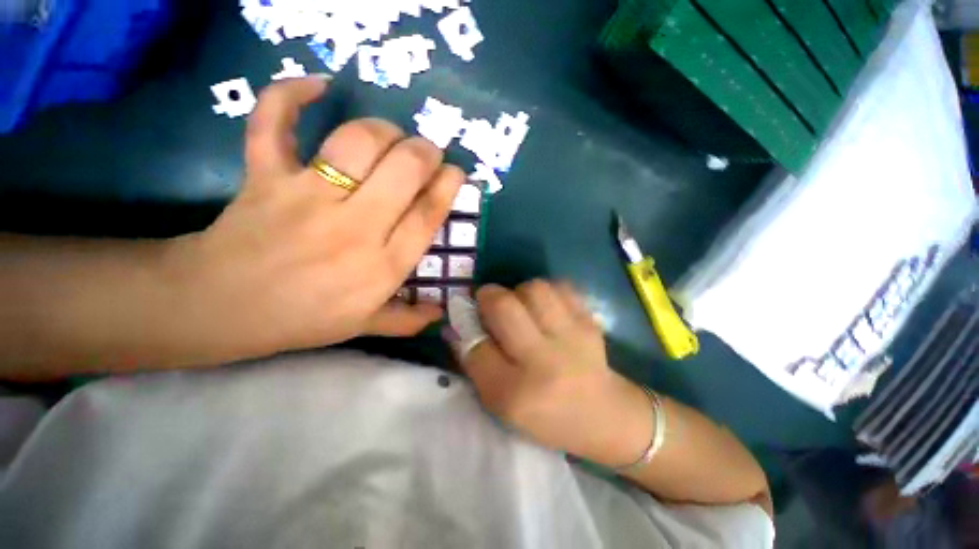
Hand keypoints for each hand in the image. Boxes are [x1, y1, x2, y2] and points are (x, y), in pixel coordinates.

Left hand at [168, 76, 463, 360]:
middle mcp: (354, 228)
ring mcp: (307, 197)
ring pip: (357, 143)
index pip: (427, 216)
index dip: (447, 187)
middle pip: (403, 171)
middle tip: (427, 153)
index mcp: (381, 267)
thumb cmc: (302, 318)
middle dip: (425, 152)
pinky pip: (274, 124)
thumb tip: (441, 313)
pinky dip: (290, 96)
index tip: (455, 173)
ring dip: (384, 130)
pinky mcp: (266, 176)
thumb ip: (407, 321)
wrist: (221, 307)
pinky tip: (316, 85)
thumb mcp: (363, 326)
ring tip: (391, 135)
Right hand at [458, 281, 654, 466]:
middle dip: (488, 296)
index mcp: (516, 393)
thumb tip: (457, 326)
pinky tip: (546, 308)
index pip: (476, 346)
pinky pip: (561, 287)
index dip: (465, 326)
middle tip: (490, 303)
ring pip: (534, 289)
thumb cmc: (546, 417)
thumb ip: (476, 365)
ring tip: (522, 306)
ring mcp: (571, 337)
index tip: (465, 317)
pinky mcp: (589, 322)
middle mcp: (543, 361)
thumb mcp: (501, 405)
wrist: (605, 416)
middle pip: (504, 307)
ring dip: (519, 292)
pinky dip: (547, 291)